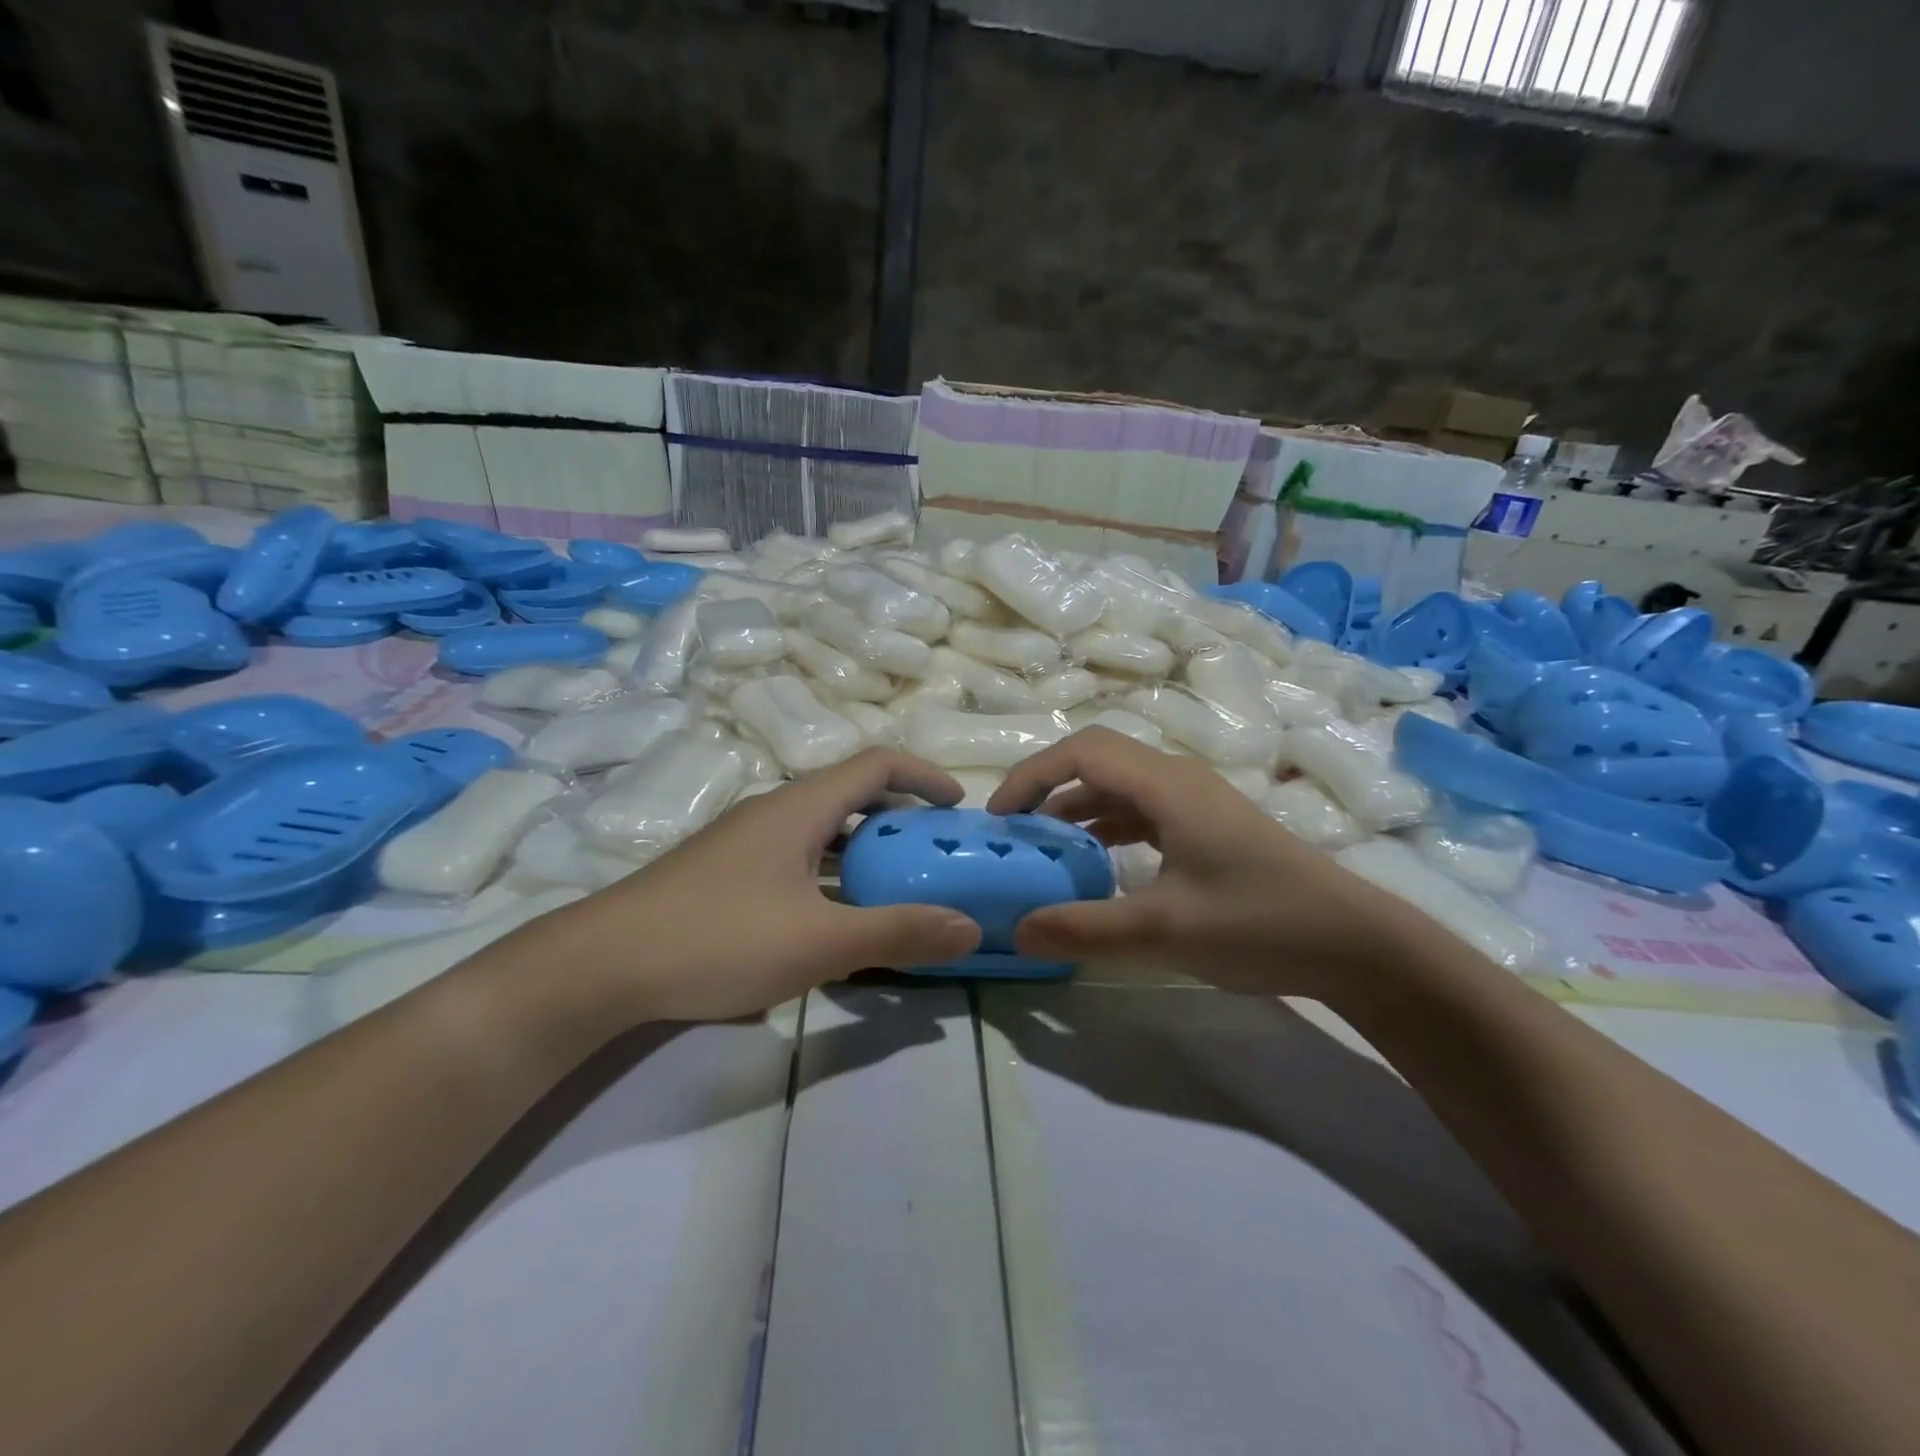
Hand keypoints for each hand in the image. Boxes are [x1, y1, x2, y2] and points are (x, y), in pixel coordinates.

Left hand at [543, 749, 982, 1022]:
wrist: (600, 967)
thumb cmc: (717, 939)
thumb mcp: (819, 942)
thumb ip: (897, 932)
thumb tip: (971, 928)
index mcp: (799, 808)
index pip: (876, 764)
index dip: (924, 777)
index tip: (958, 808)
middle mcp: (773, 812)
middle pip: (850, 795)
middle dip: (900, 818)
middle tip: (933, 855)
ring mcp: (744, 843)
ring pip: (821, 831)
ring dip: (864, 849)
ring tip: (894, 887)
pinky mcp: (724, 874)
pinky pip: (795, 858)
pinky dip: (830, 873)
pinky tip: (831, 918)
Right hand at [987, 728, 1424, 999]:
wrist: (1354, 943)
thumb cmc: (1260, 923)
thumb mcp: (1164, 931)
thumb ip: (1085, 929)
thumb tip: (1017, 930)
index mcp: (1167, 786)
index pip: (1082, 752)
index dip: (1032, 775)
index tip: (999, 817)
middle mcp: (1178, 780)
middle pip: (1097, 759)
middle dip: (1047, 786)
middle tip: (1014, 829)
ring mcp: (1195, 802)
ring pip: (1118, 786)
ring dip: (1075, 807)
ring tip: (1043, 846)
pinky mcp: (1206, 826)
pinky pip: (1141, 811)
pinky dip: (1106, 826)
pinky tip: (1095, 862)